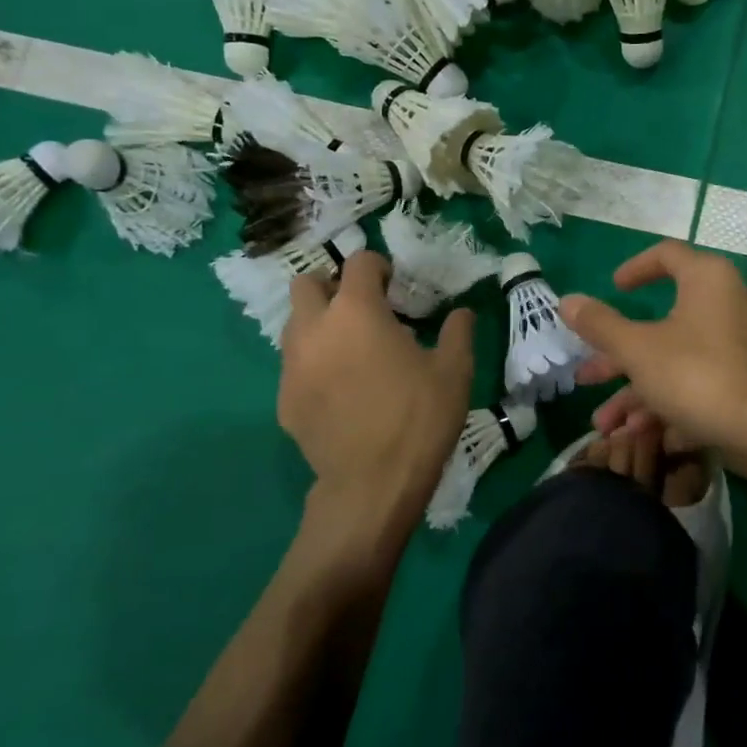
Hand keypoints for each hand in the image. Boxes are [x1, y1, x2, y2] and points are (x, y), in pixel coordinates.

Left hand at [279, 252, 473, 564]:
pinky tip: (341, 391)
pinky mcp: (284, 400)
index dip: (378, 267)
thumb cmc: (419, 418)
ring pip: (295, 325)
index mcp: (356, 311)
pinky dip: (314, 365)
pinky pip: (295, 366)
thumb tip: (462, 312)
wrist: (372, 484)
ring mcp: (292, 365)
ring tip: (352, 350)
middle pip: (307, 283)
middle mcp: (314, 328)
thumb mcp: (455, 371)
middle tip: (364, 311)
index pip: (358, 263)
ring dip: (320, 325)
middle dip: (333, 287)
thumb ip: (458, 332)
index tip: (395, 286)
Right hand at [560, 241, 746, 451]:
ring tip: (604, 423)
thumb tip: (567, 301)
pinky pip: (697, 384)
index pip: (667, 256)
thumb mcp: (637, 349)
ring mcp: (739, 346)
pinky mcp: (745, 382)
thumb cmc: (695, 374)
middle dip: (618, 356)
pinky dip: (667, 403)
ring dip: (636, 391)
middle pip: (662, 323)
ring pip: (676, 361)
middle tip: (586, 375)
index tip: (613, 287)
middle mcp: (728, 304)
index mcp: (707, 280)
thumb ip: (600, 324)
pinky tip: (638, 434)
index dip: (635, 268)